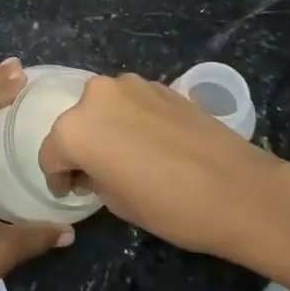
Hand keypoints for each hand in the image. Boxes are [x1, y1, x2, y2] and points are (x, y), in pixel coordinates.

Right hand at [40, 73, 289, 261]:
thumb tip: (94, 169)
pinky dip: (132, 120)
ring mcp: (130, 84)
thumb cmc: (170, 206)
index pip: (51, 154)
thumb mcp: (117, 203)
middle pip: (76, 123)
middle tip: (99, 174)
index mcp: (76, 129)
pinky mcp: (160, 84)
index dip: (59, 177)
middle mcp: (96, 96)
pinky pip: (132, 103)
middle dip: (82, 147)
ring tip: (129, 156)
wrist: (238, 189)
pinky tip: (154, 144)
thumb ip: (93, 177)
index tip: (72, 191)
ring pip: (104, 108)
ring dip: (107, 129)